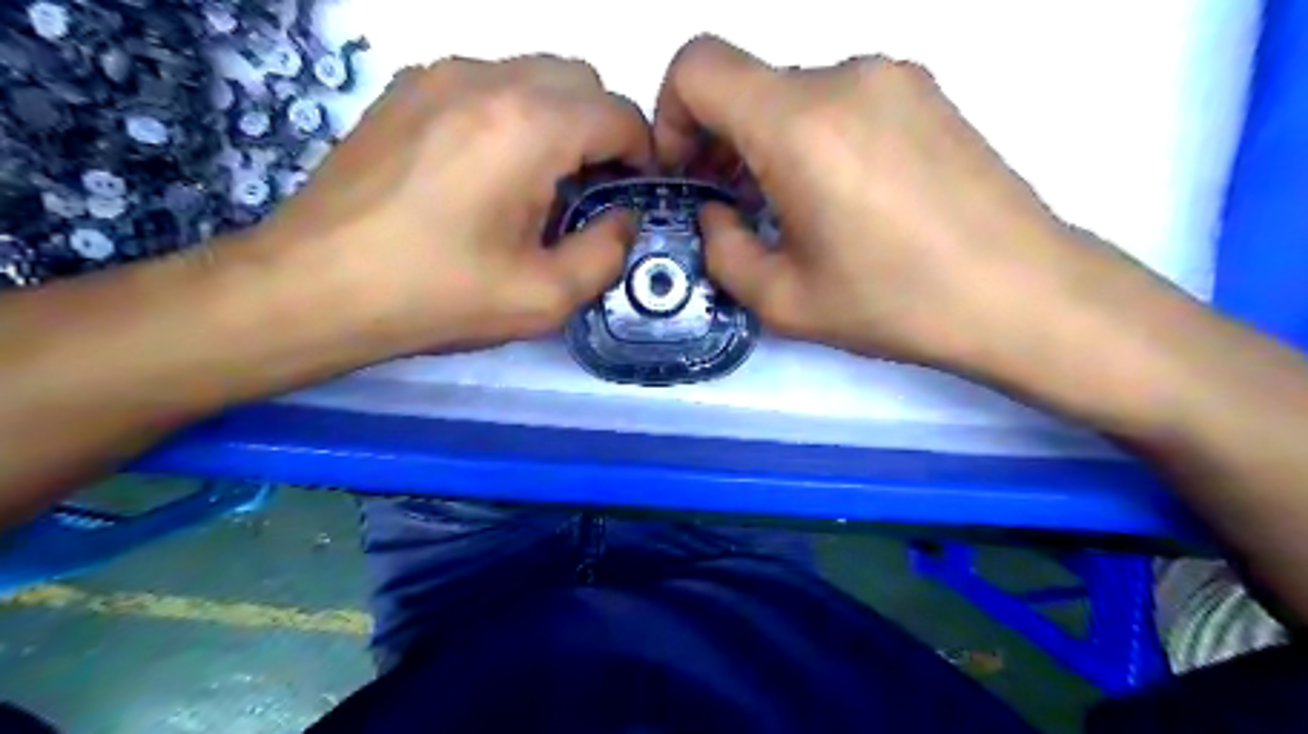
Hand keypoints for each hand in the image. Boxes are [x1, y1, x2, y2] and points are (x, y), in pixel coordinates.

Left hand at [267, 56, 652, 354]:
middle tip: (588, 192)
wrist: (314, 287)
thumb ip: (607, 254)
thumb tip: (623, 218)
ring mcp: (438, 76)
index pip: (619, 113)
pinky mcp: (405, 90)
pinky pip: (486, 84)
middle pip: (580, 81)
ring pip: (532, 75)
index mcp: (528, 127)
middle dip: (602, 131)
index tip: (629, 197)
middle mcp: (487, 80)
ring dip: (557, 121)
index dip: (641, 155)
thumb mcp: (544, 297)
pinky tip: (486, 172)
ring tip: (536, 184)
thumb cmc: (436, 297)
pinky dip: (511, 115)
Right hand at [650, 35, 1146, 378]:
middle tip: (735, 206)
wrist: (1022, 293)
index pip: (697, 66)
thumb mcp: (782, 300)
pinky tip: (844, 196)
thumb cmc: (894, 302)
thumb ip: (722, 249)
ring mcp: (893, 76)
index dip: (671, 115)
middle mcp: (844, 77)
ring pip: (793, 94)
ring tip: (793, 208)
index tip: (688, 172)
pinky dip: (815, 137)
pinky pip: (841, 99)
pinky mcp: (926, 92)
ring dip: (769, 142)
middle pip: (747, 83)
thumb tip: (717, 212)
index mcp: (799, 124)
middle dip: (721, 140)